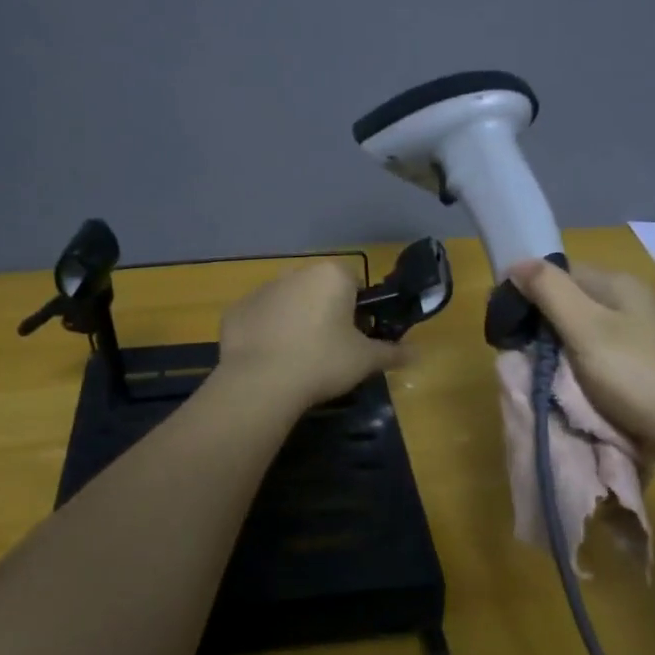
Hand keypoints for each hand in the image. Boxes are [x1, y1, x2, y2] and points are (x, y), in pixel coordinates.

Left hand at [216, 261, 407, 412]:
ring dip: (294, 321)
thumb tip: (418, 353)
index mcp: (331, 276)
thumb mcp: (365, 360)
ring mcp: (261, 290)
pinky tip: (270, 361)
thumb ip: (392, 353)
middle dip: (325, 313)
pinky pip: (259, 319)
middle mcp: (295, 272)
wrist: (261, 382)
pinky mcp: (236, 311)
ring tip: (297, 359)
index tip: (356, 337)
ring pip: (287, 302)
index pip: (354, 283)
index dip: (358, 310)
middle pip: (318, 290)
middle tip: (330, 350)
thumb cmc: (323, 361)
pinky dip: (266, 334)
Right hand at [510, 258, 654, 469]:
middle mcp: (630, 302)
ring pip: (583, 332)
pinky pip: (599, 357)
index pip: (560, 273)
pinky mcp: (643, 366)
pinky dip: (580, 369)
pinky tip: (571, 387)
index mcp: (617, 284)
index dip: (529, 291)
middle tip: (520, 353)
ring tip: (541, 373)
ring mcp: (639, 335)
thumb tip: (516, 262)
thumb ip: (550, 292)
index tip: (505, 322)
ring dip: (559, 351)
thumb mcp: (586, 328)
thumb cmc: (637, 374)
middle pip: (571, 302)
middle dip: (543, 325)